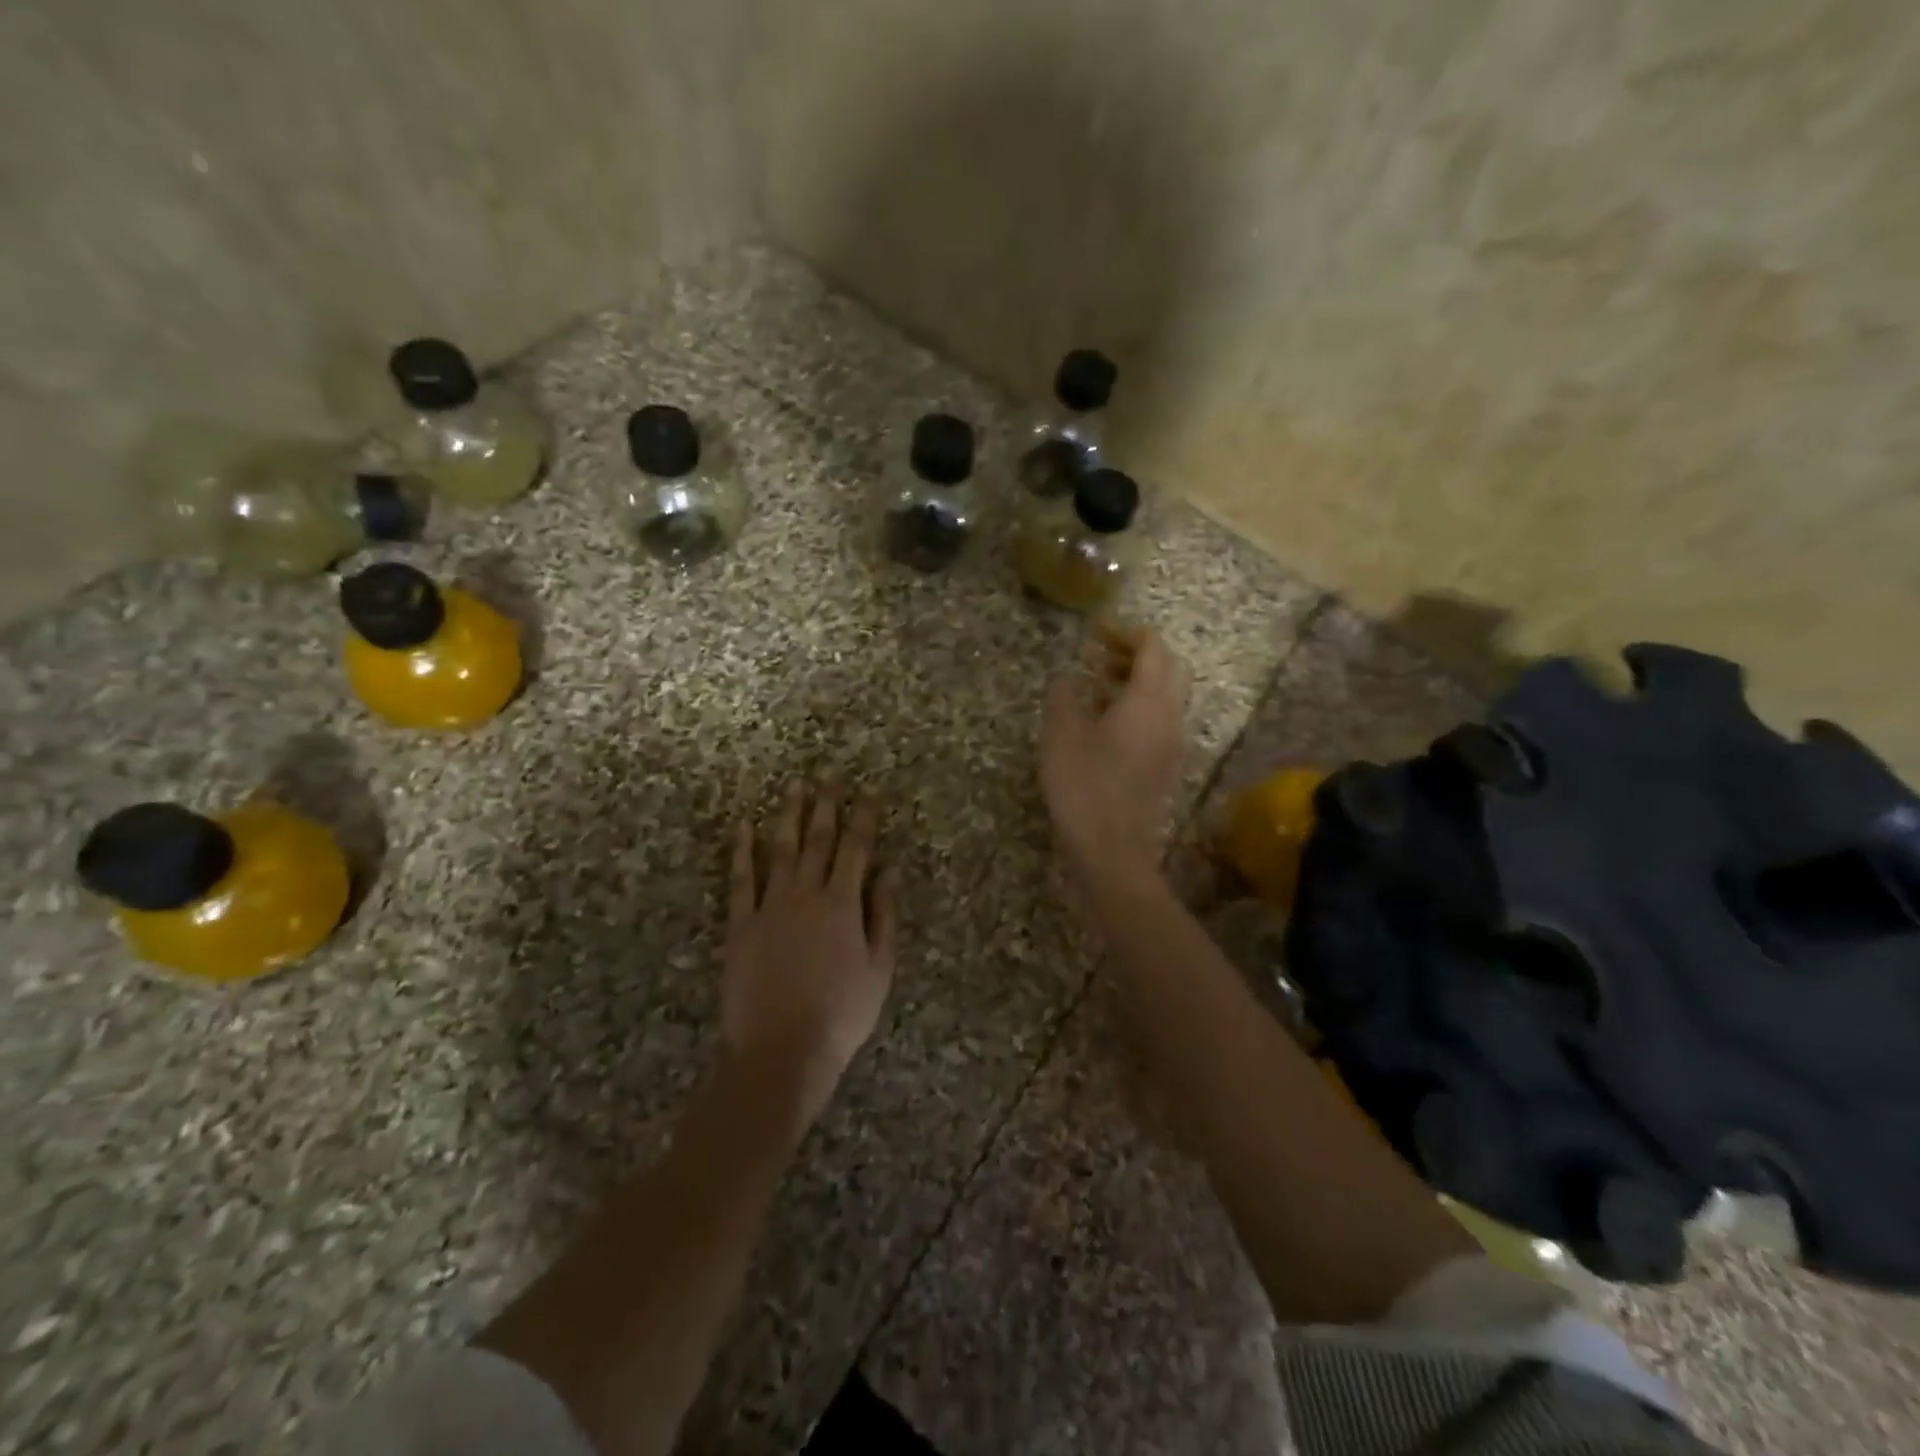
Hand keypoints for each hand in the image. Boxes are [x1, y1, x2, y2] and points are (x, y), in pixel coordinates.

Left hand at [721, 780, 899, 1124]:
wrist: (780, 1050)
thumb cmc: (841, 1014)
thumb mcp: (880, 968)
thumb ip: (884, 915)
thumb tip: (889, 871)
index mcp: (843, 904)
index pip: (857, 848)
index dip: (864, 817)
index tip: (868, 791)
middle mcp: (806, 894)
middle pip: (817, 840)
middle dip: (825, 805)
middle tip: (827, 775)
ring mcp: (769, 907)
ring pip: (780, 850)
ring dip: (788, 816)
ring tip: (793, 788)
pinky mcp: (740, 925)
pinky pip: (740, 880)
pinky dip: (742, 851)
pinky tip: (744, 827)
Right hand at [1040, 623, 1191, 892]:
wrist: (1111, 849)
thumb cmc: (1084, 785)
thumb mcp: (1061, 734)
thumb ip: (1064, 696)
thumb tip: (1066, 676)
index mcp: (1149, 700)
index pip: (1153, 648)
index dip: (1126, 633)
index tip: (1096, 633)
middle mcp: (1170, 716)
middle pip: (1169, 668)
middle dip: (1137, 654)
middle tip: (1100, 655)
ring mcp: (1172, 743)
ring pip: (1166, 696)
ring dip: (1137, 681)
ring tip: (1096, 684)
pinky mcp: (1165, 766)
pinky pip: (1159, 721)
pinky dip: (1137, 707)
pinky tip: (1103, 721)